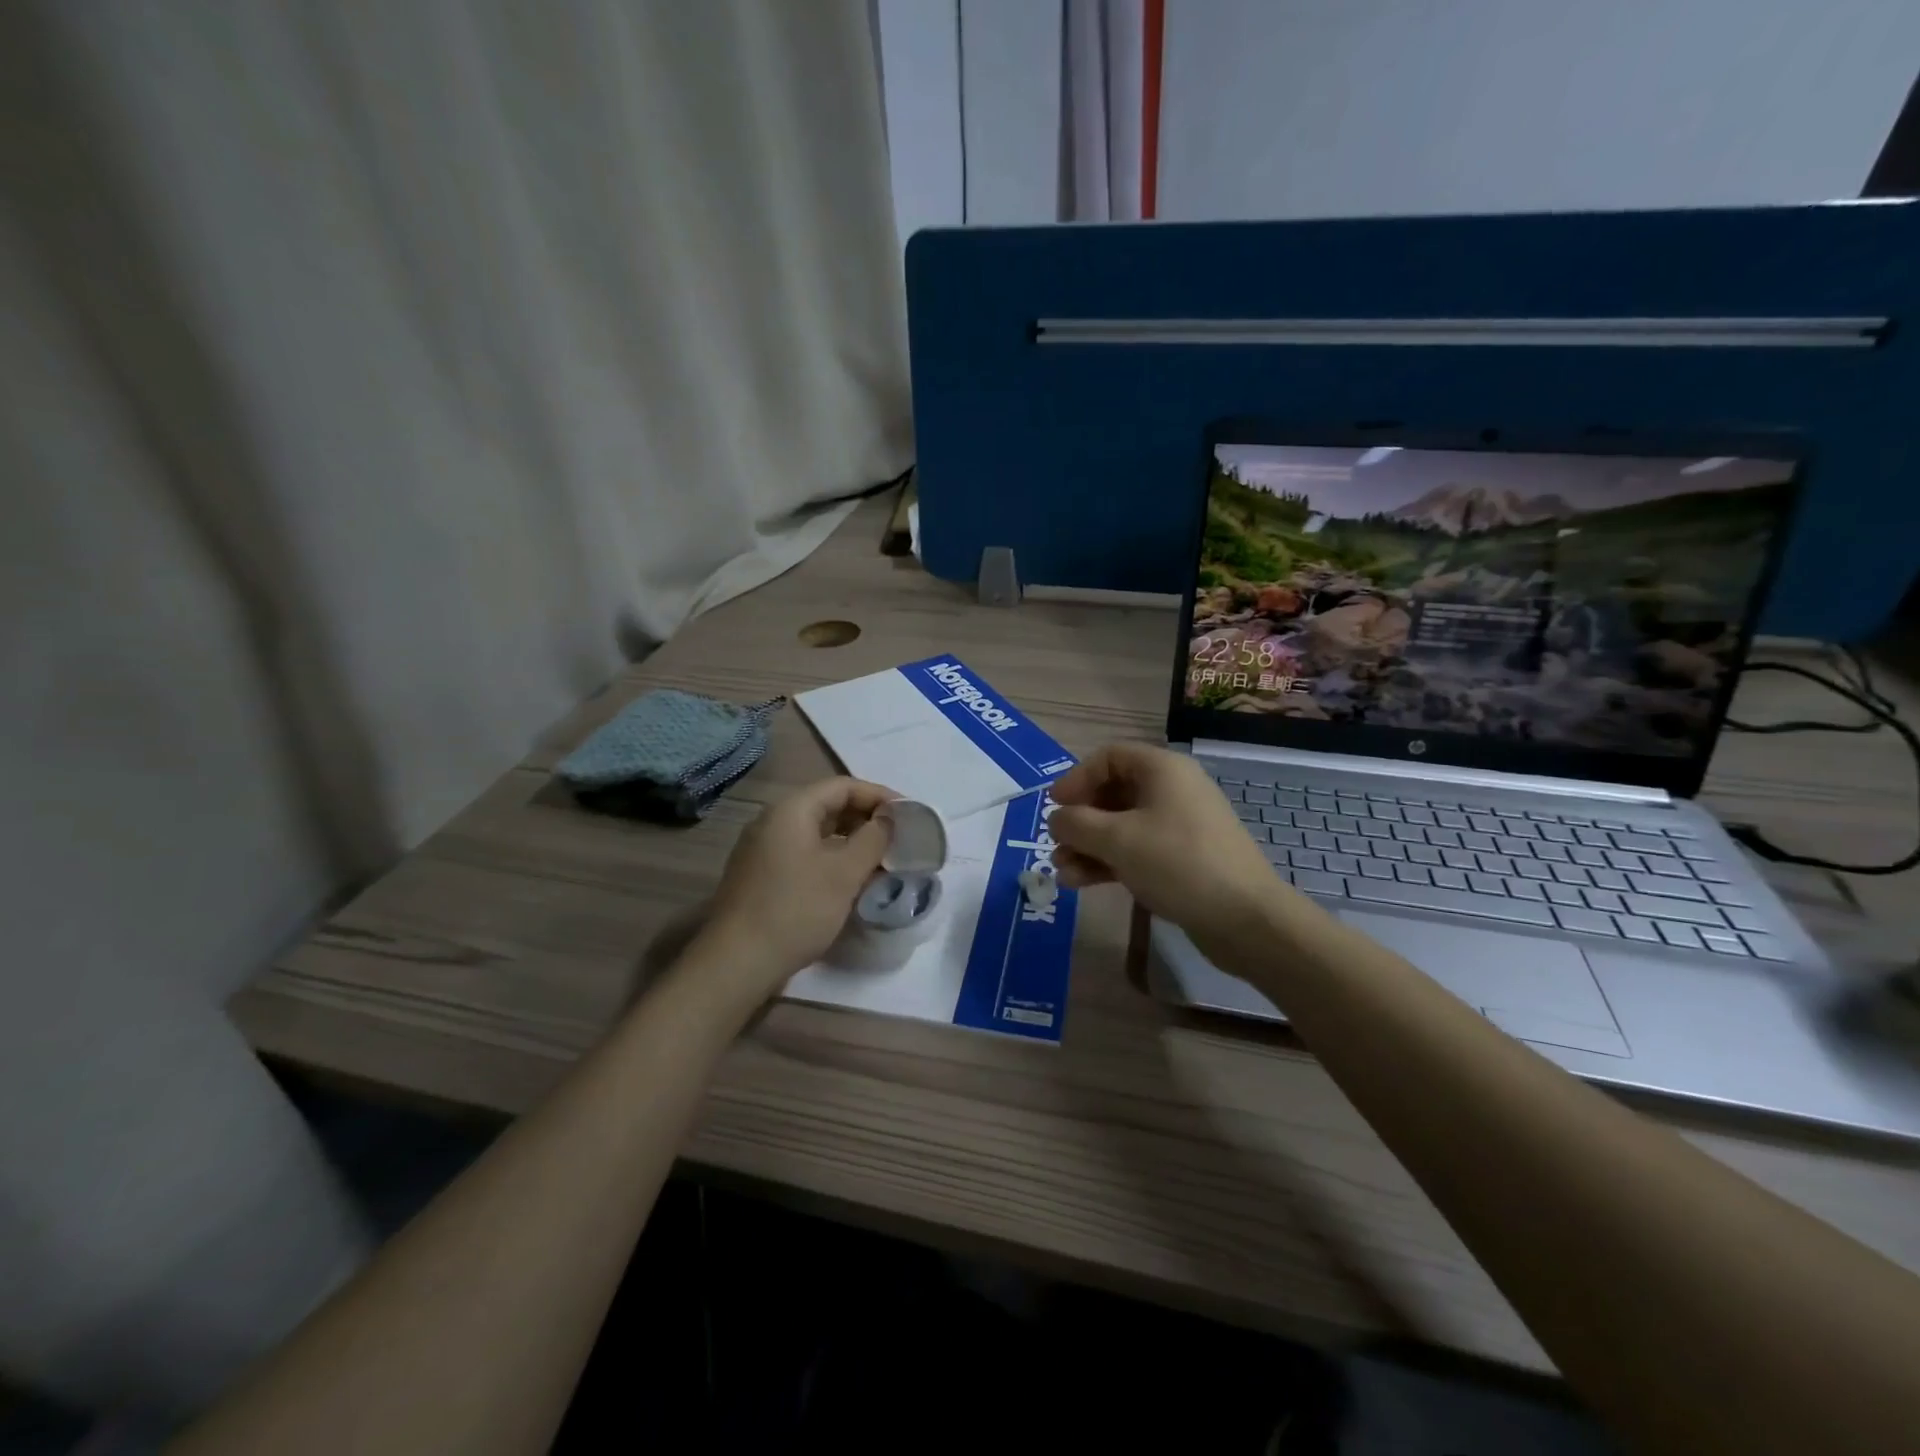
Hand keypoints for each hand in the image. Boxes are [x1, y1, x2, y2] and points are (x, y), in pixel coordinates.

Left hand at [697, 776, 894, 998]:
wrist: (737, 962)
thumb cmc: (796, 909)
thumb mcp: (844, 872)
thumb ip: (873, 838)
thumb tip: (888, 819)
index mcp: (791, 810)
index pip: (843, 786)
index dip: (879, 796)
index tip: (909, 815)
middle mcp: (773, 821)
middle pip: (829, 806)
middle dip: (867, 819)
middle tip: (898, 839)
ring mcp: (763, 849)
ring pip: (817, 833)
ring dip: (851, 842)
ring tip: (881, 861)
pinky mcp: (762, 875)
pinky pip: (805, 854)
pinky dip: (832, 859)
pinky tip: (850, 882)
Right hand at [1050, 742, 1308, 966]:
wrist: (1245, 918)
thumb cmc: (1177, 863)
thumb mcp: (1117, 839)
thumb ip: (1077, 824)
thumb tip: (1057, 818)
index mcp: (1162, 770)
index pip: (1109, 757)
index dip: (1076, 778)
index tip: (1054, 806)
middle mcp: (1172, 790)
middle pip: (1113, 793)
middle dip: (1080, 820)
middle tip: (1056, 844)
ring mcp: (1178, 826)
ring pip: (1121, 826)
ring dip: (1088, 846)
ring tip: (1062, 873)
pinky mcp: (1182, 859)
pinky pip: (1136, 850)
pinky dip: (1108, 862)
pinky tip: (1081, 883)